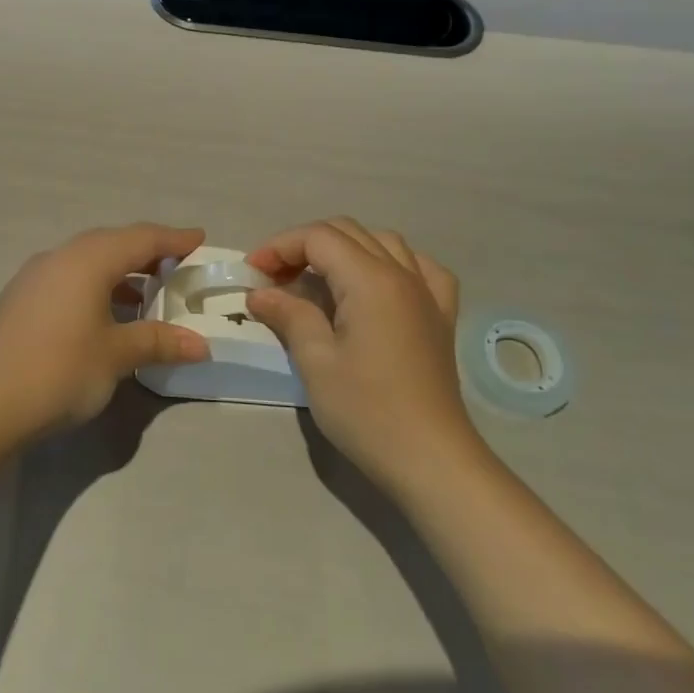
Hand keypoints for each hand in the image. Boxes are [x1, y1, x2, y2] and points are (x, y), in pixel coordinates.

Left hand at [0, 224, 212, 440]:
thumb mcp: (116, 356)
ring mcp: (35, 276)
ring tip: (147, 292)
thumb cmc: (59, 370)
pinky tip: (105, 312)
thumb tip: (200, 344)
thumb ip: (158, 342)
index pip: (141, 238)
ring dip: (120, 271)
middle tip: (177, 265)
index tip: (199, 238)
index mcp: (88, 260)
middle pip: (112, 243)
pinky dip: (95, 285)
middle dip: (147, 252)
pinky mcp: (20, 299)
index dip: (174, 239)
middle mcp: (60, 257)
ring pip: (87, 260)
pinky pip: (69, 277)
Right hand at [245, 218, 479, 490]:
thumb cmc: (367, 411)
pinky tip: (379, 284)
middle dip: (304, 245)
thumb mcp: (316, 362)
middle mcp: (402, 273)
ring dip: (345, 249)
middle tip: (274, 278)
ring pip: (383, 242)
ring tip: (319, 279)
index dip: (279, 246)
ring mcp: (427, 293)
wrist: (432, 460)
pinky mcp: (441, 316)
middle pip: (347, 232)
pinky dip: (391, 263)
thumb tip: (260, 293)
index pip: (318, 237)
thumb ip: (289, 315)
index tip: (252, 273)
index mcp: (370, 280)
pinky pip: (419, 268)